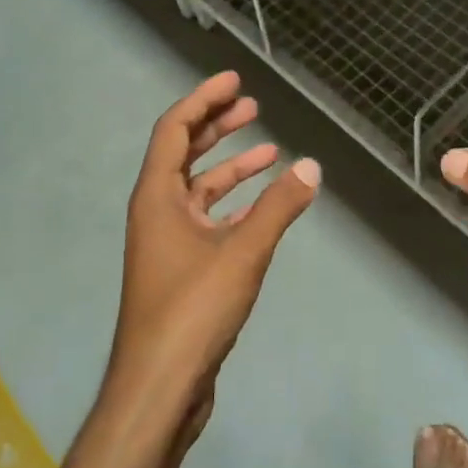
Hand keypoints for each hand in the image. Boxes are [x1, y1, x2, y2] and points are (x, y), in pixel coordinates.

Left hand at [106, 72, 319, 450]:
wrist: (159, 388)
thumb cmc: (192, 310)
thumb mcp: (242, 253)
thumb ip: (279, 207)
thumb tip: (311, 167)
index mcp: (157, 197)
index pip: (175, 130)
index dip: (204, 100)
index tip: (235, 80)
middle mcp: (157, 212)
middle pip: (186, 153)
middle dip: (219, 126)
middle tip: (253, 105)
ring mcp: (168, 242)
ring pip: (200, 189)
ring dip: (232, 167)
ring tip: (270, 149)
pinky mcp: (183, 269)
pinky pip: (210, 220)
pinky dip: (236, 205)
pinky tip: (266, 202)